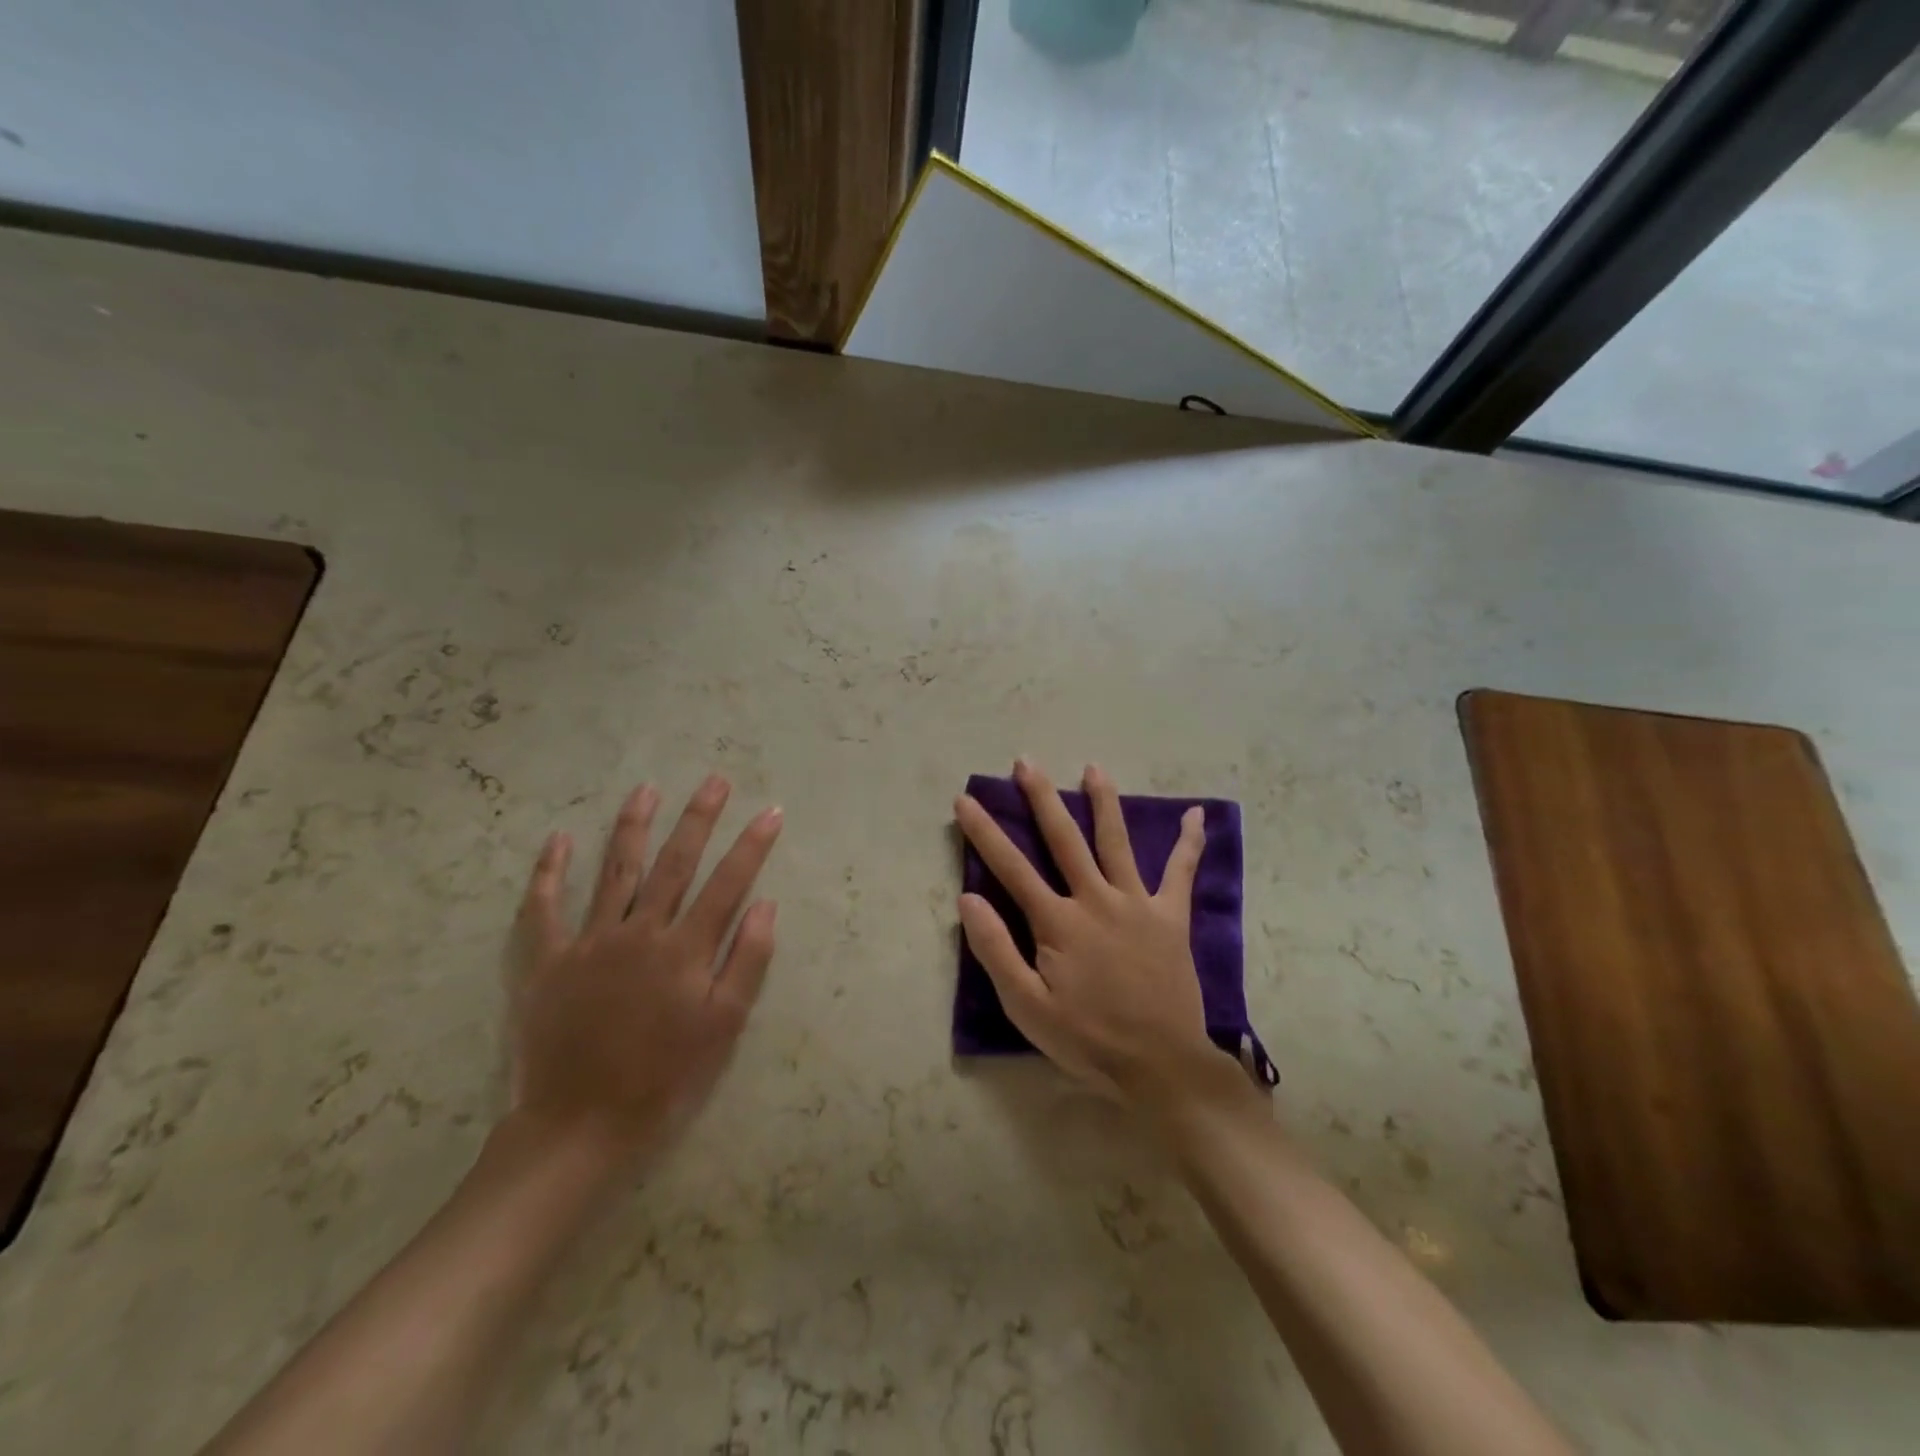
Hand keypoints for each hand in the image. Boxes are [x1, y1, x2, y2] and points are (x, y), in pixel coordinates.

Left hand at [507, 776, 781, 1166]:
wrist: (581, 1126)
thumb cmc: (665, 1079)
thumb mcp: (723, 1026)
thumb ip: (747, 962)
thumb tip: (766, 905)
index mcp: (684, 950)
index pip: (727, 883)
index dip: (751, 846)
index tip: (770, 812)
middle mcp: (639, 933)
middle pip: (674, 863)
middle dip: (698, 818)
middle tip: (714, 781)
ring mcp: (589, 943)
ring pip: (615, 872)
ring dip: (633, 827)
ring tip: (646, 790)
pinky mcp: (546, 962)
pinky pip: (543, 909)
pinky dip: (548, 873)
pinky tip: (556, 839)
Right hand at [954, 759, 1237, 1105]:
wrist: (1160, 1065)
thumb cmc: (1087, 1039)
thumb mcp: (1027, 1007)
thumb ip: (996, 950)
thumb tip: (968, 899)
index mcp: (1058, 922)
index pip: (1010, 867)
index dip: (984, 832)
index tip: (965, 800)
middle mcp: (1095, 900)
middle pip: (1064, 838)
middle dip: (1041, 797)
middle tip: (1026, 761)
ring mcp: (1136, 904)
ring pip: (1116, 841)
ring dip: (1103, 801)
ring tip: (1093, 767)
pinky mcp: (1170, 917)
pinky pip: (1180, 872)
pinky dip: (1190, 843)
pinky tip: (1197, 814)